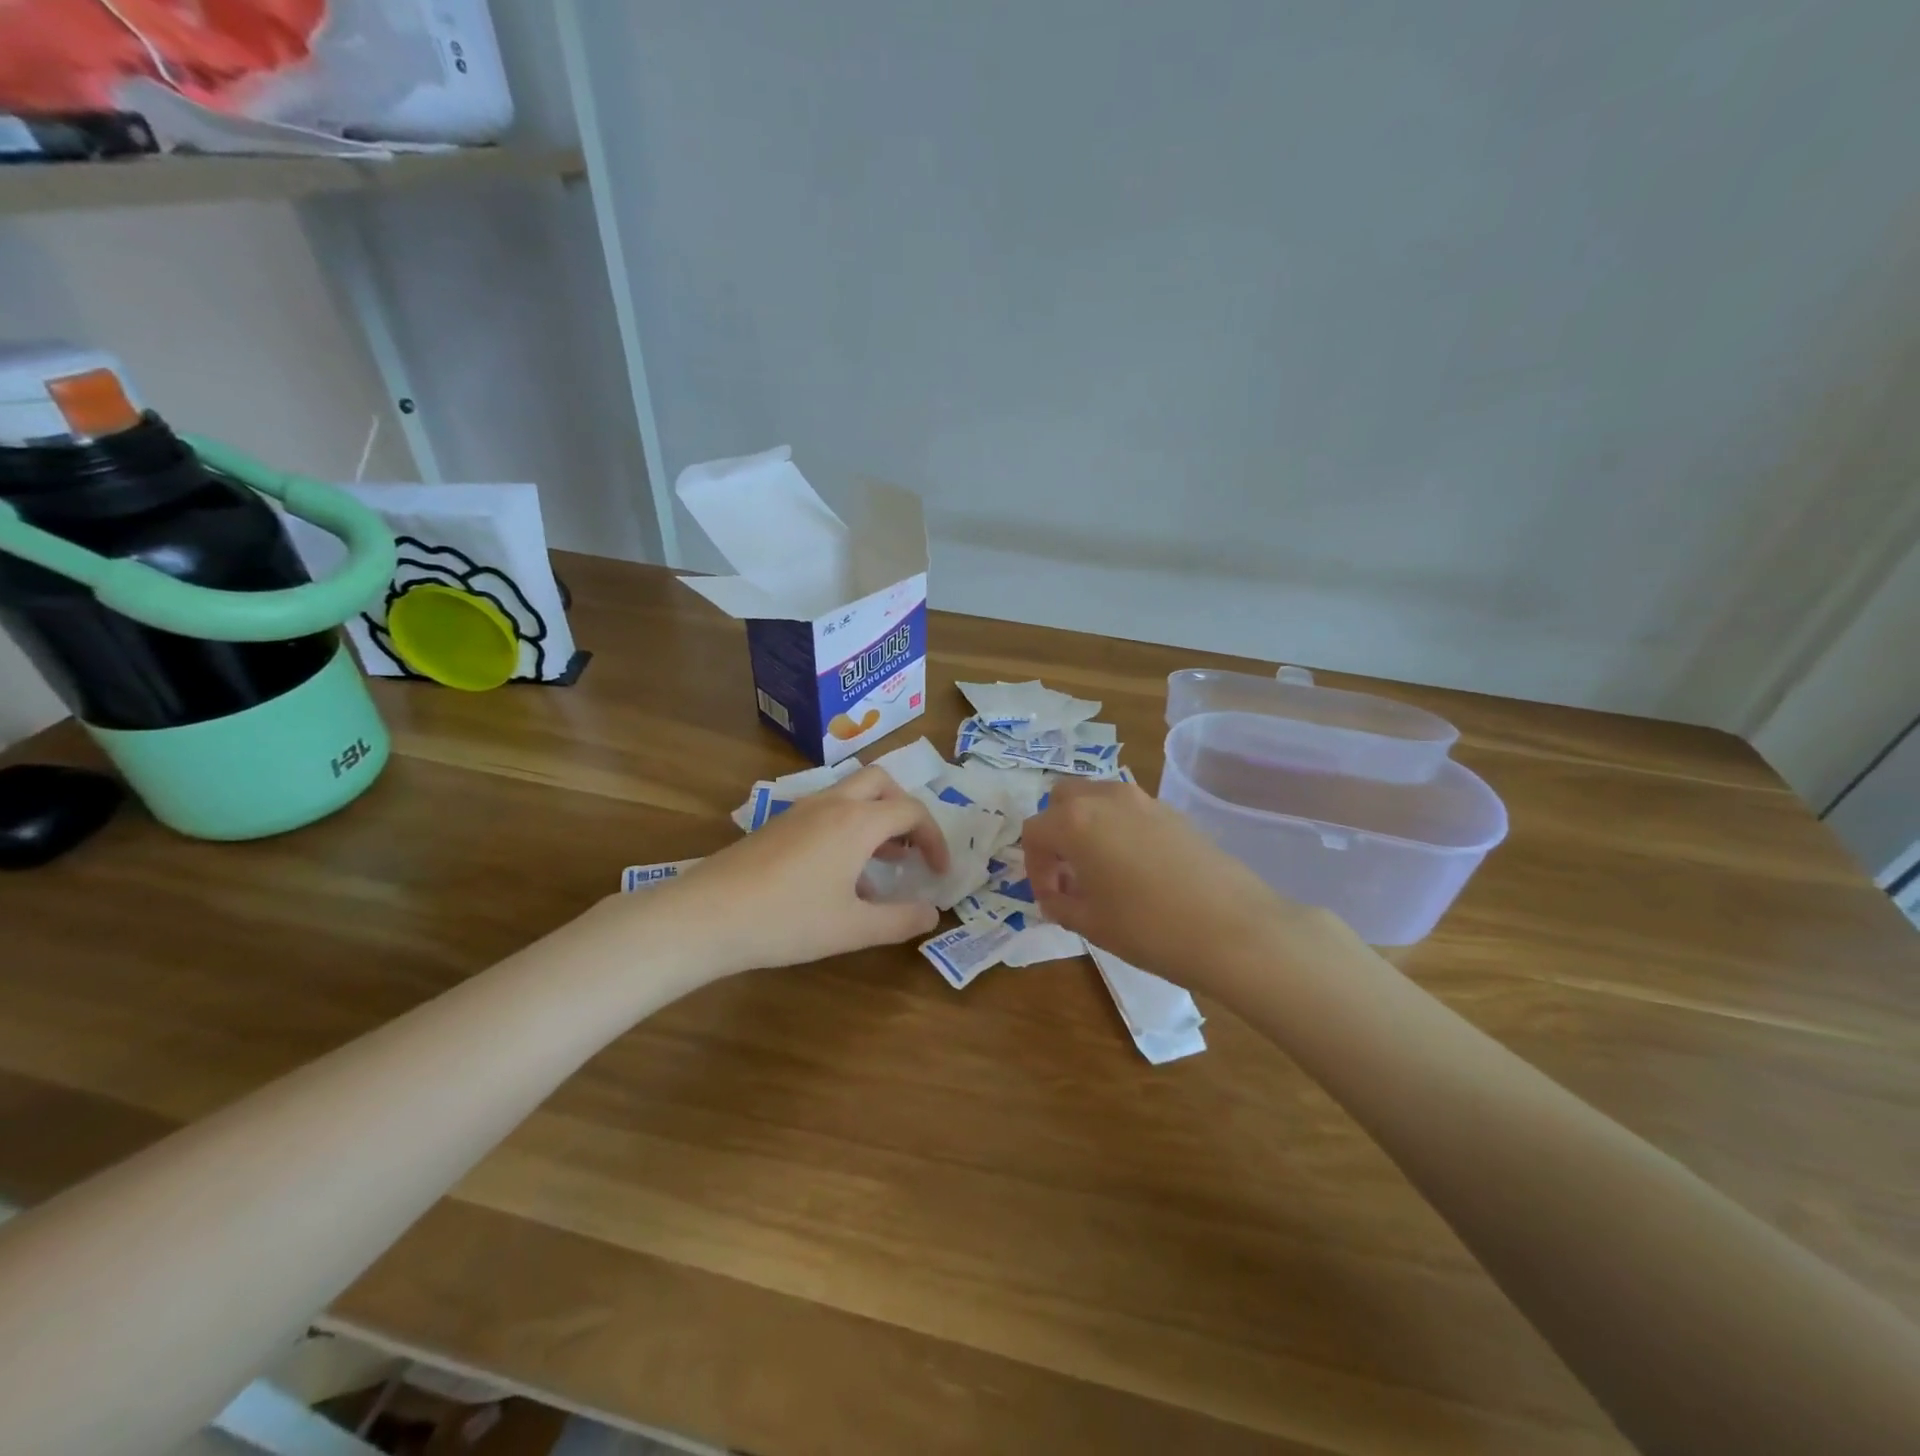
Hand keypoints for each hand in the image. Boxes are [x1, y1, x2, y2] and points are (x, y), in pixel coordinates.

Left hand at [654, 766, 951, 974]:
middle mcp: (832, 804)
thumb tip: (932, 914)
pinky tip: (839, 875)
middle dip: (905, 809)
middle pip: (881, 782)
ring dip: (875, 818)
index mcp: (857, 822)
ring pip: (851, 794)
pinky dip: (848, 828)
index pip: (912, 811)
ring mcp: (801, 810)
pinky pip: (827, 811)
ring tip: (882, 864)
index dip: (934, 838)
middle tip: (910, 847)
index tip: (940, 871)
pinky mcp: (779, 824)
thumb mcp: (852, 928)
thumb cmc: (788, 920)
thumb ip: (900, 920)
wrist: (707, 915)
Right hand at [1022, 778, 1320, 985]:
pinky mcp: (1173, 812)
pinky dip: (1117, 829)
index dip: (1034, 868)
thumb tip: (1056, 896)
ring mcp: (1143, 800)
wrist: (1234, 929)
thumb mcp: (1091, 924)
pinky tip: (1135, 870)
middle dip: (1056, 833)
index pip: (1035, 832)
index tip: (1050, 900)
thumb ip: (1060, 904)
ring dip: (1086, 827)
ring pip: (1098, 799)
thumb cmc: (1149, 928)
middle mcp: (1105, 797)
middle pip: (1063, 799)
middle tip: (1068, 874)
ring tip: (1100, 871)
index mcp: (1075, 821)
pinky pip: (1128, 810)